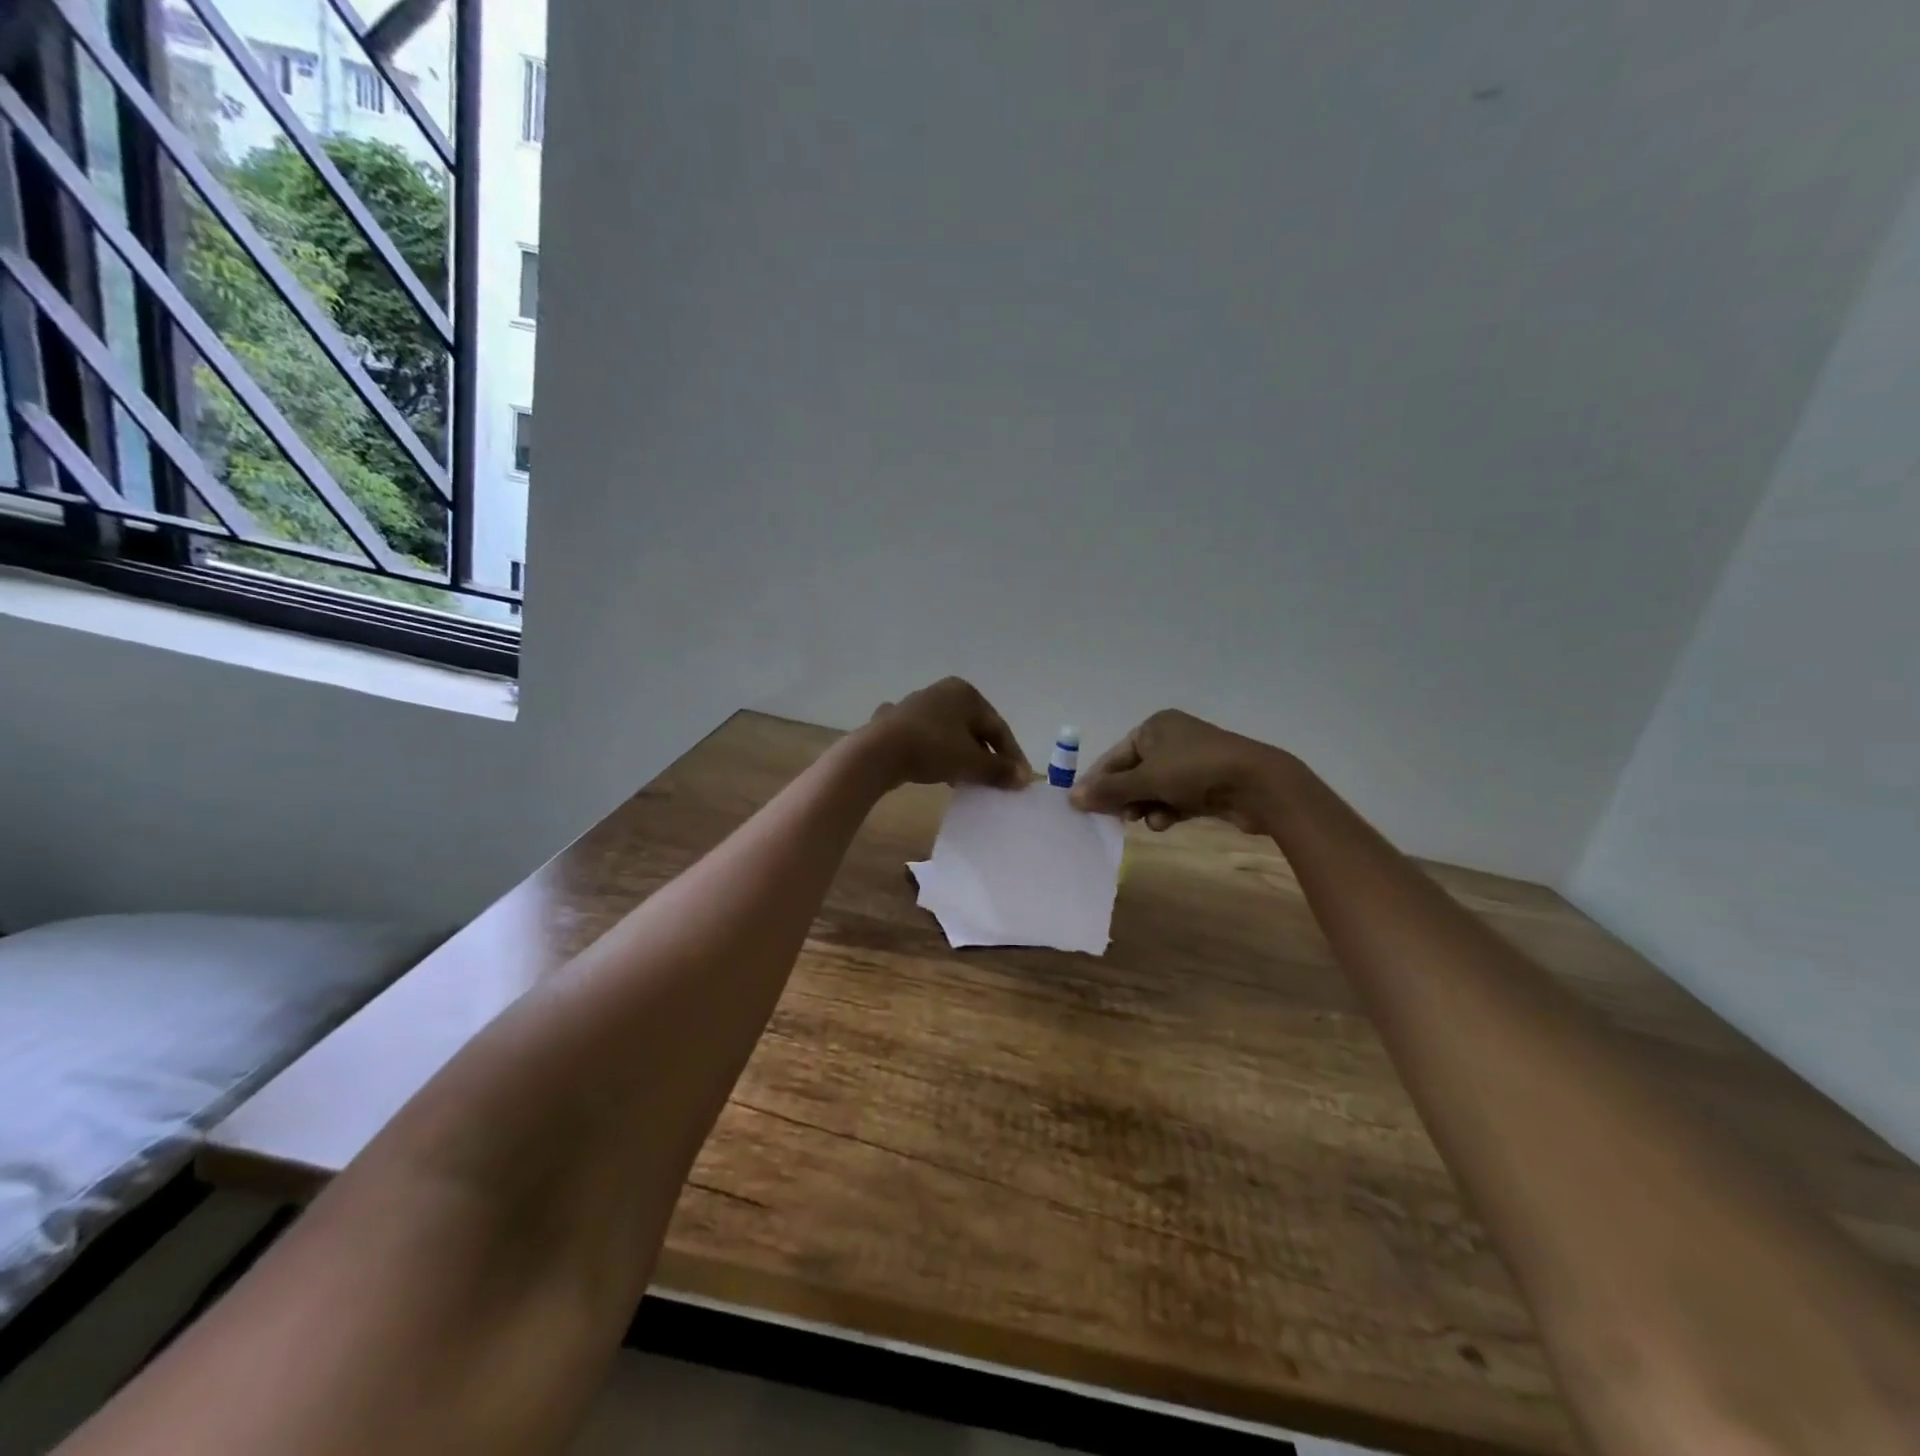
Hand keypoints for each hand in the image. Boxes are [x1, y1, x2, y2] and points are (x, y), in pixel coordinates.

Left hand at [863, 677, 1031, 789]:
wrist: (878, 752)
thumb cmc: (932, 748)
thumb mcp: (971, 762)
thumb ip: (999, 770)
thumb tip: (1023, 778)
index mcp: (966, 693)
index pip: (998, 727)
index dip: (1012, 756)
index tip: (1019, 780)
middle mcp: (943, 692)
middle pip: (975, 729)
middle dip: (987, 757)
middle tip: (996, 782)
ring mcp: (918, 705)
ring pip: (952, 735)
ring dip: (963, 758)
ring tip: (969, 782)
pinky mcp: (898, 722)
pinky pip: (929, 740)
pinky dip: (940, 756)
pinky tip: (940, 774)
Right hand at [1068, 709, 1292, 832]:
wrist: (1257, 784)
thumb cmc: (1194, 771)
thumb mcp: (1146, 779)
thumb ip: (1109, 790)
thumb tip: (1072, 797)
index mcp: (1153, 727)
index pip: (1114, 756)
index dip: (1098, 782)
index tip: (1084, 808)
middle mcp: (1170, 740)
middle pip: (1133, 774)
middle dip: (1124, 798)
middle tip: (1115, 819)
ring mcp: (1190, 763)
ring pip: (1153, 789)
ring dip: (1145, 807)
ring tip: (1143, 821)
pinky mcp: (1206, 785)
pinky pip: (1174, 798)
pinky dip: (1167, 810)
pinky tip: (1166, 823)